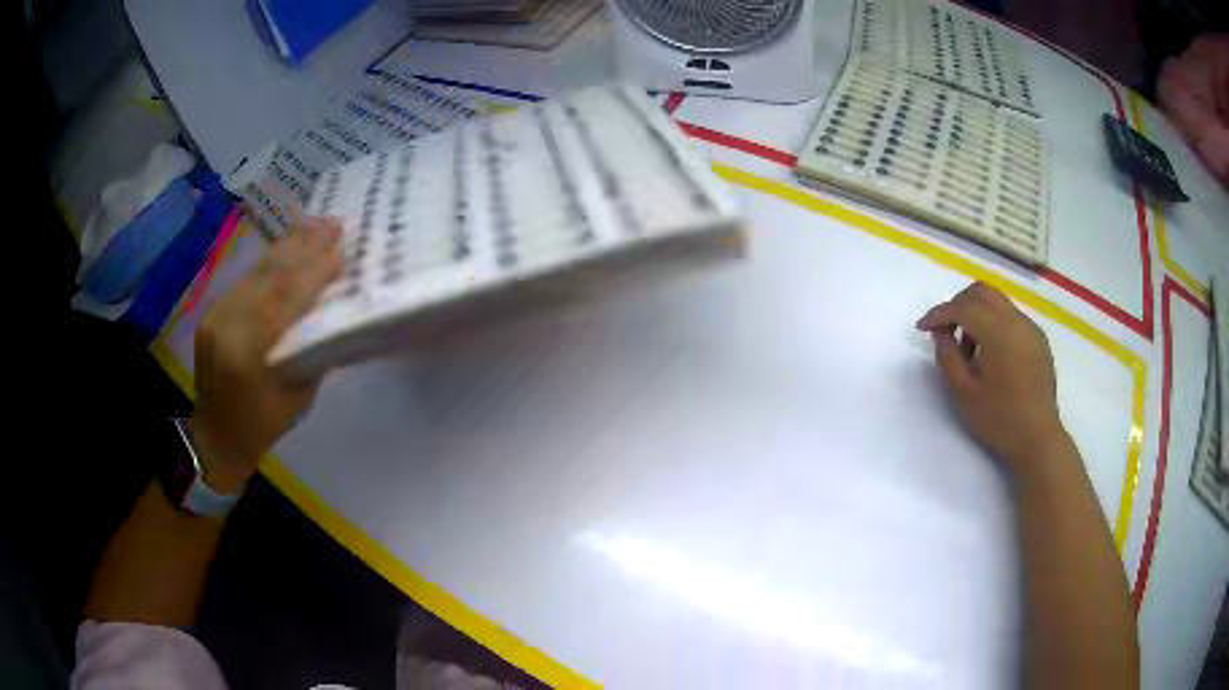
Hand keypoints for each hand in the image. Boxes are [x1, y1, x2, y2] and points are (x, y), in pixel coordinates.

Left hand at [189, 218, 342, 492]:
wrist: (217, 434)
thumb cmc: (263, 424)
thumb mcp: (298, 395)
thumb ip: (311, 349)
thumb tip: (332, 308)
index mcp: (248, 351)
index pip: (285, 300)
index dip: (314, 273)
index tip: (341, 252)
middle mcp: (227, 323)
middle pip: (271, 276)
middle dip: (305, 247)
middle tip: (333, 223)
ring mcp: (217, 314)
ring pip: (258, 272)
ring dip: (289, 246)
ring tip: (315, 224)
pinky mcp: (214, 311)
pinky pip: (247, 281)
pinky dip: (271, 262)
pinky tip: (289, 246)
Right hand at [916, 282, 1068, 473]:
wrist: (1038, 439)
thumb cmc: (998, 420)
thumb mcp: (963, 393)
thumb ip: (947, 356)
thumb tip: (941, 333)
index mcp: (999, 332)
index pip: (963, 307)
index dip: (939, 313)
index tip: (921, 328)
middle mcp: (1016, 320)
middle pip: (981, 293)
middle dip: (958, 305)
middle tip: (944, 330)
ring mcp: (1030, 328)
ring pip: (997, 302)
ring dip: (976, 314)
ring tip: (967, 348)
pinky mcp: (1038, 340)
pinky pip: (1010, 317)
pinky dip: (993, 324)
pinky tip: (989, 354)